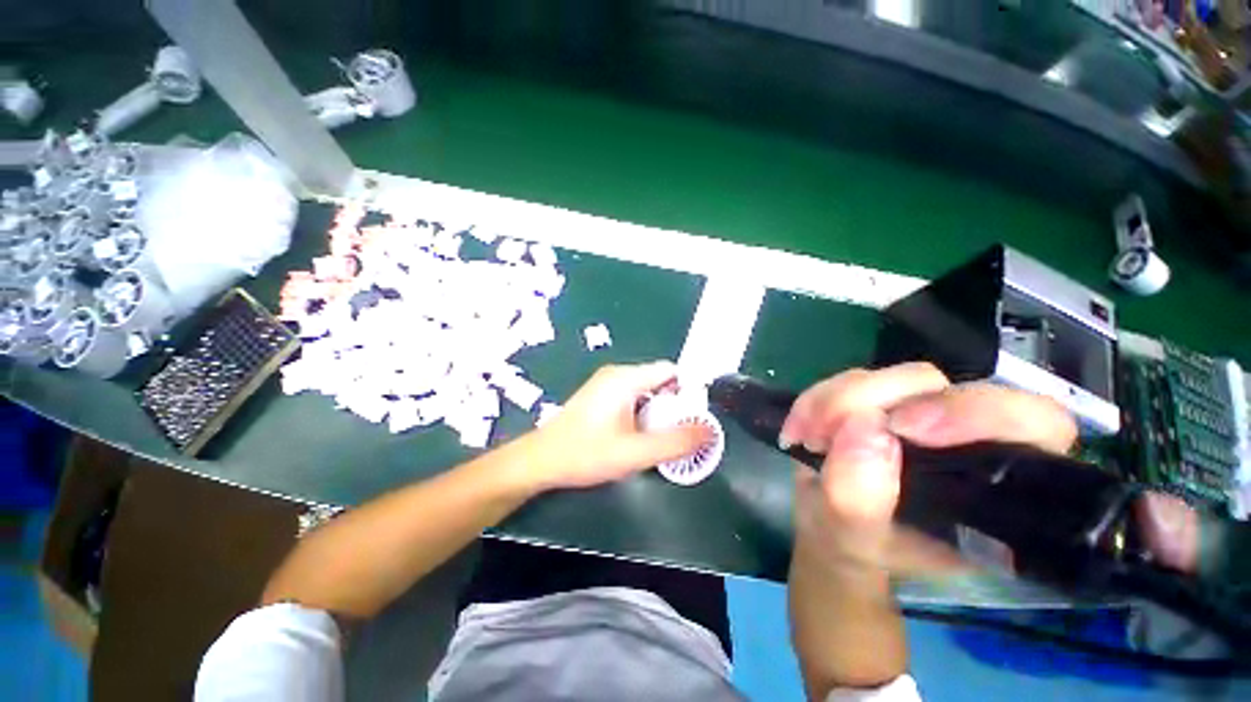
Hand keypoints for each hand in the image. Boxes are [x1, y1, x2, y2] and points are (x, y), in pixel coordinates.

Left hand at [527, 362, 711, 490]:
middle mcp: (617, 374)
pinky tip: (637, 435)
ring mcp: (606, 384)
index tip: (694, 417)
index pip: (671, 371)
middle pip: (660, 381)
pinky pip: (632, 396)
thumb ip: (675, 443)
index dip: (688, 391)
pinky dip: (643, 412)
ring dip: (658, 411)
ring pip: (646, 390)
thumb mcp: (635, 453)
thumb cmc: (586, 454)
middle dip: (673, 405)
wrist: (541, 460)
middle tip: (678, 433)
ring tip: (658, 438)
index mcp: (626, 378)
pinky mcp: (600, 395)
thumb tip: (709, 431)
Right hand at [786, 363, 1078, 576]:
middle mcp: (966, 440)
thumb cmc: (856, 547)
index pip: (1033, 424)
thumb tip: (862, 427)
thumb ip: (858, 501)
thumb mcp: (852, 540)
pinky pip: (852, 378)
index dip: (975, 413)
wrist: (828, 527)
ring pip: (892, 377)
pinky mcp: (881, 399)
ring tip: (807, 435)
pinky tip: (802, 427)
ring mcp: (921, 413)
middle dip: (881, 398)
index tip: (904, 428)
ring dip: (837, 400)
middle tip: (831, 428)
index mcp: (993, 486)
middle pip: (950, 387)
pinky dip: (818, 398)